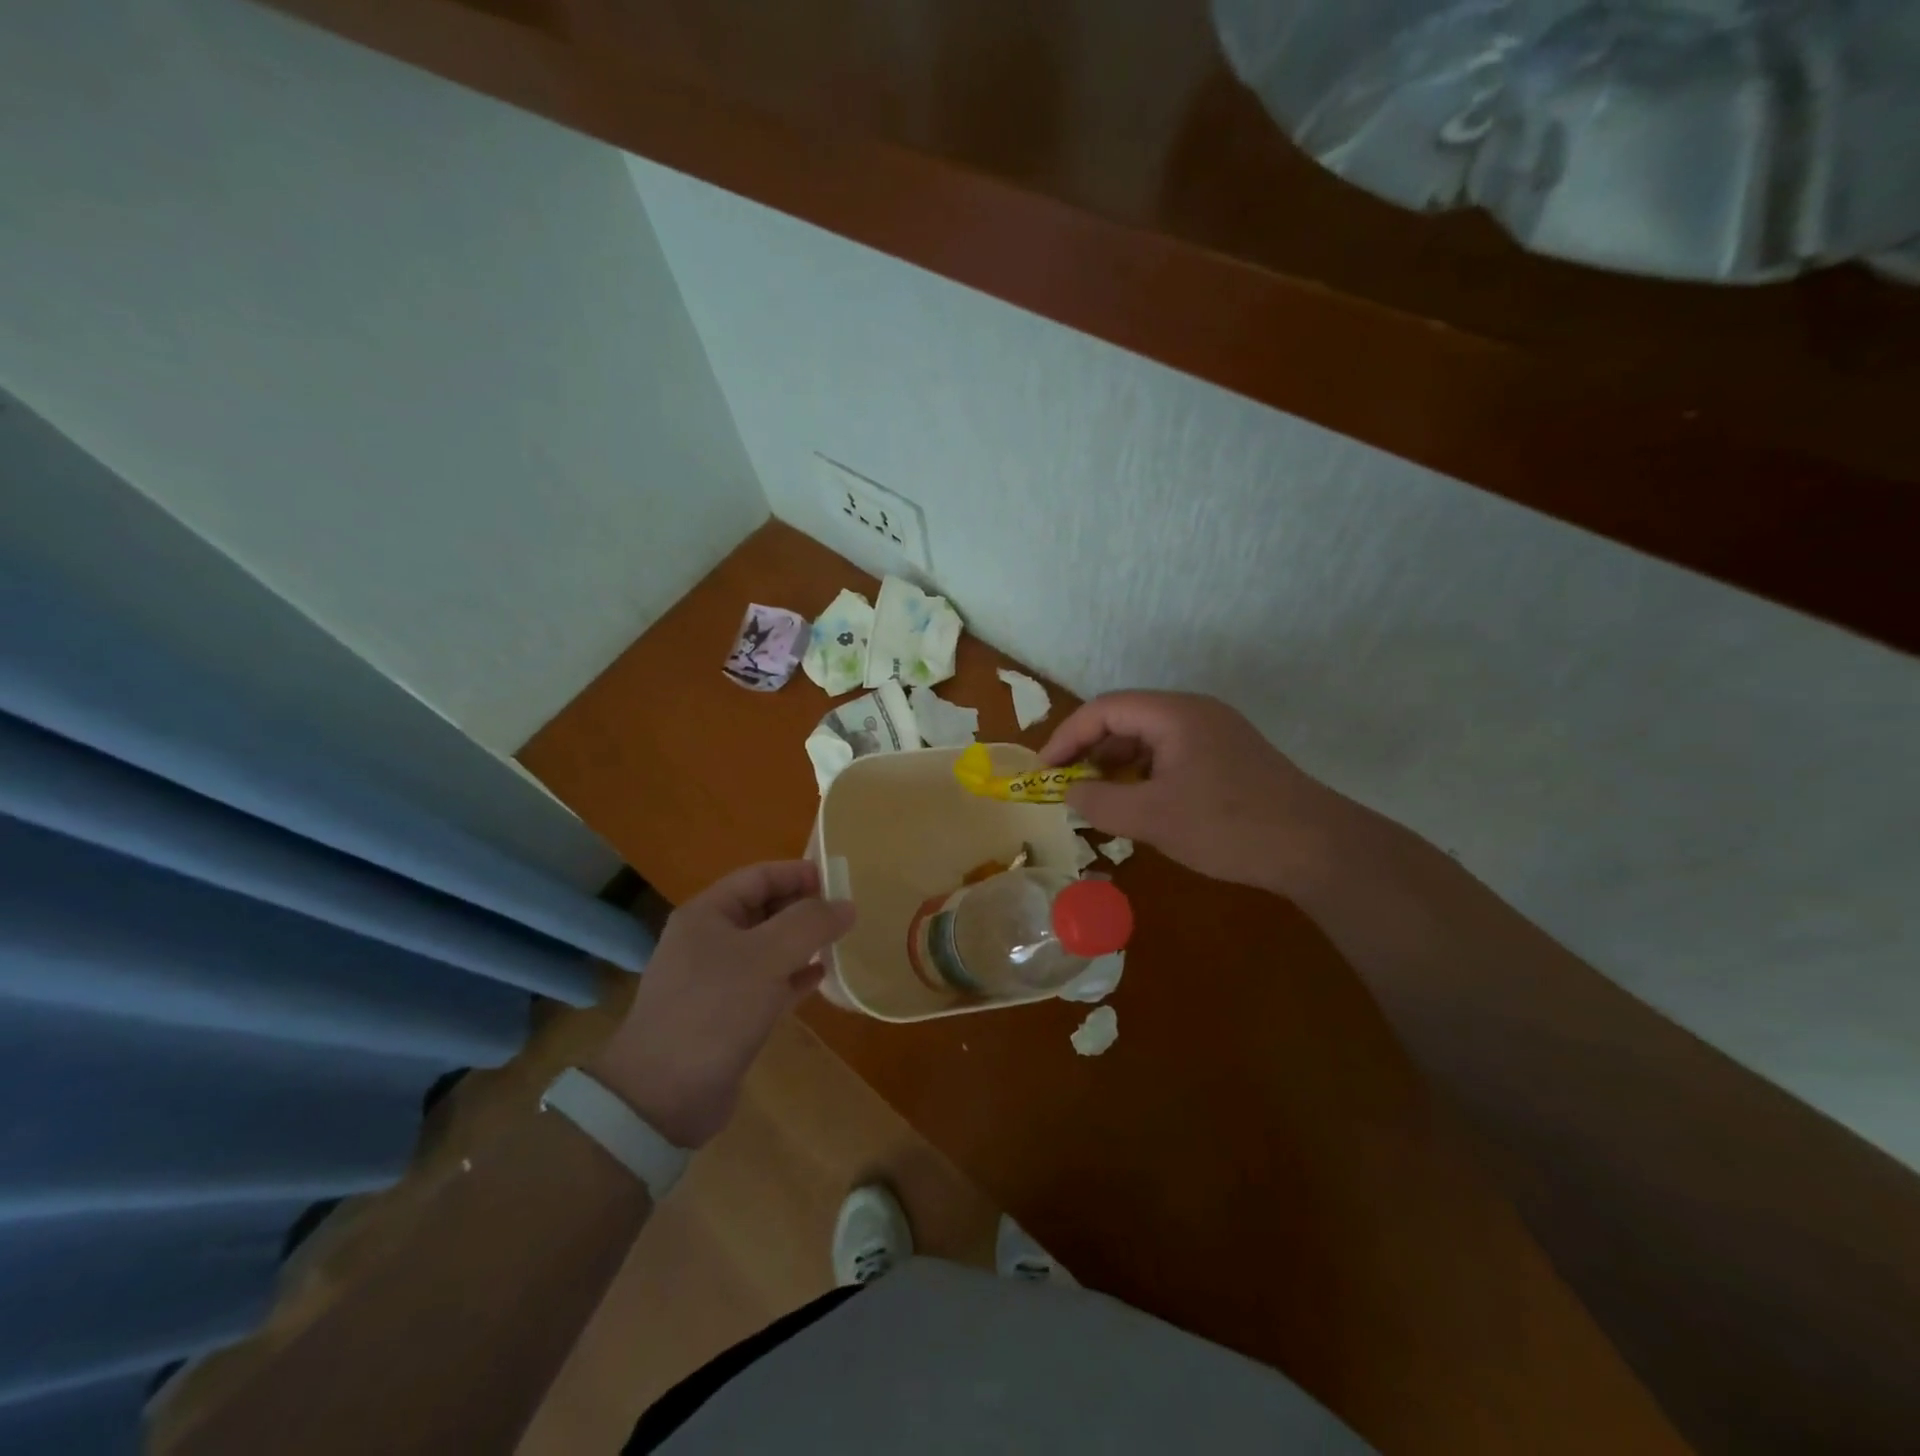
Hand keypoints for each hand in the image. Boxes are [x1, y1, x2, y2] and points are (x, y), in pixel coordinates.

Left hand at [590, 861, 854, 1148]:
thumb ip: (810, 924)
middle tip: (846, 914)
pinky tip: (821, 978)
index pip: (759, 877)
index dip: (799, 873)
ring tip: (840, 942)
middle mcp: (708, 940)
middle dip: (804, 908)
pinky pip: (767, 983)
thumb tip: (846, 905)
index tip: (840, 882)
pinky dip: (794, 977)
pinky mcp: (726, 1015)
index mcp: (707, 914)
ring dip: (802, 943)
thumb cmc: (715, 1009)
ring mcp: (715, 979)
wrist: (664, 1096)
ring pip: (768, 948)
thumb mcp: (768, 956)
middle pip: (764, 909)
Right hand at [1041, 691, 1336, 893]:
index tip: (1045, 770)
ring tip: (1097, 795)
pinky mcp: (1229, 756)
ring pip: (1150, 737)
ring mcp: (1216, 733)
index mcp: (1174, 714)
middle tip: (1066, 783)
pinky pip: (1172, 753)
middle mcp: (1194, 712)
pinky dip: (1145, 772)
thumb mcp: (1152, 818)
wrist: (1315, 848)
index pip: (1104, 709)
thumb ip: (1100, 804)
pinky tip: (1139, 802)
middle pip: (1126, 717)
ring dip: (1117, 762)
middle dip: (1090, 749)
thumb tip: (1071, 794)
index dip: (1068, 736)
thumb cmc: (1227, 826)